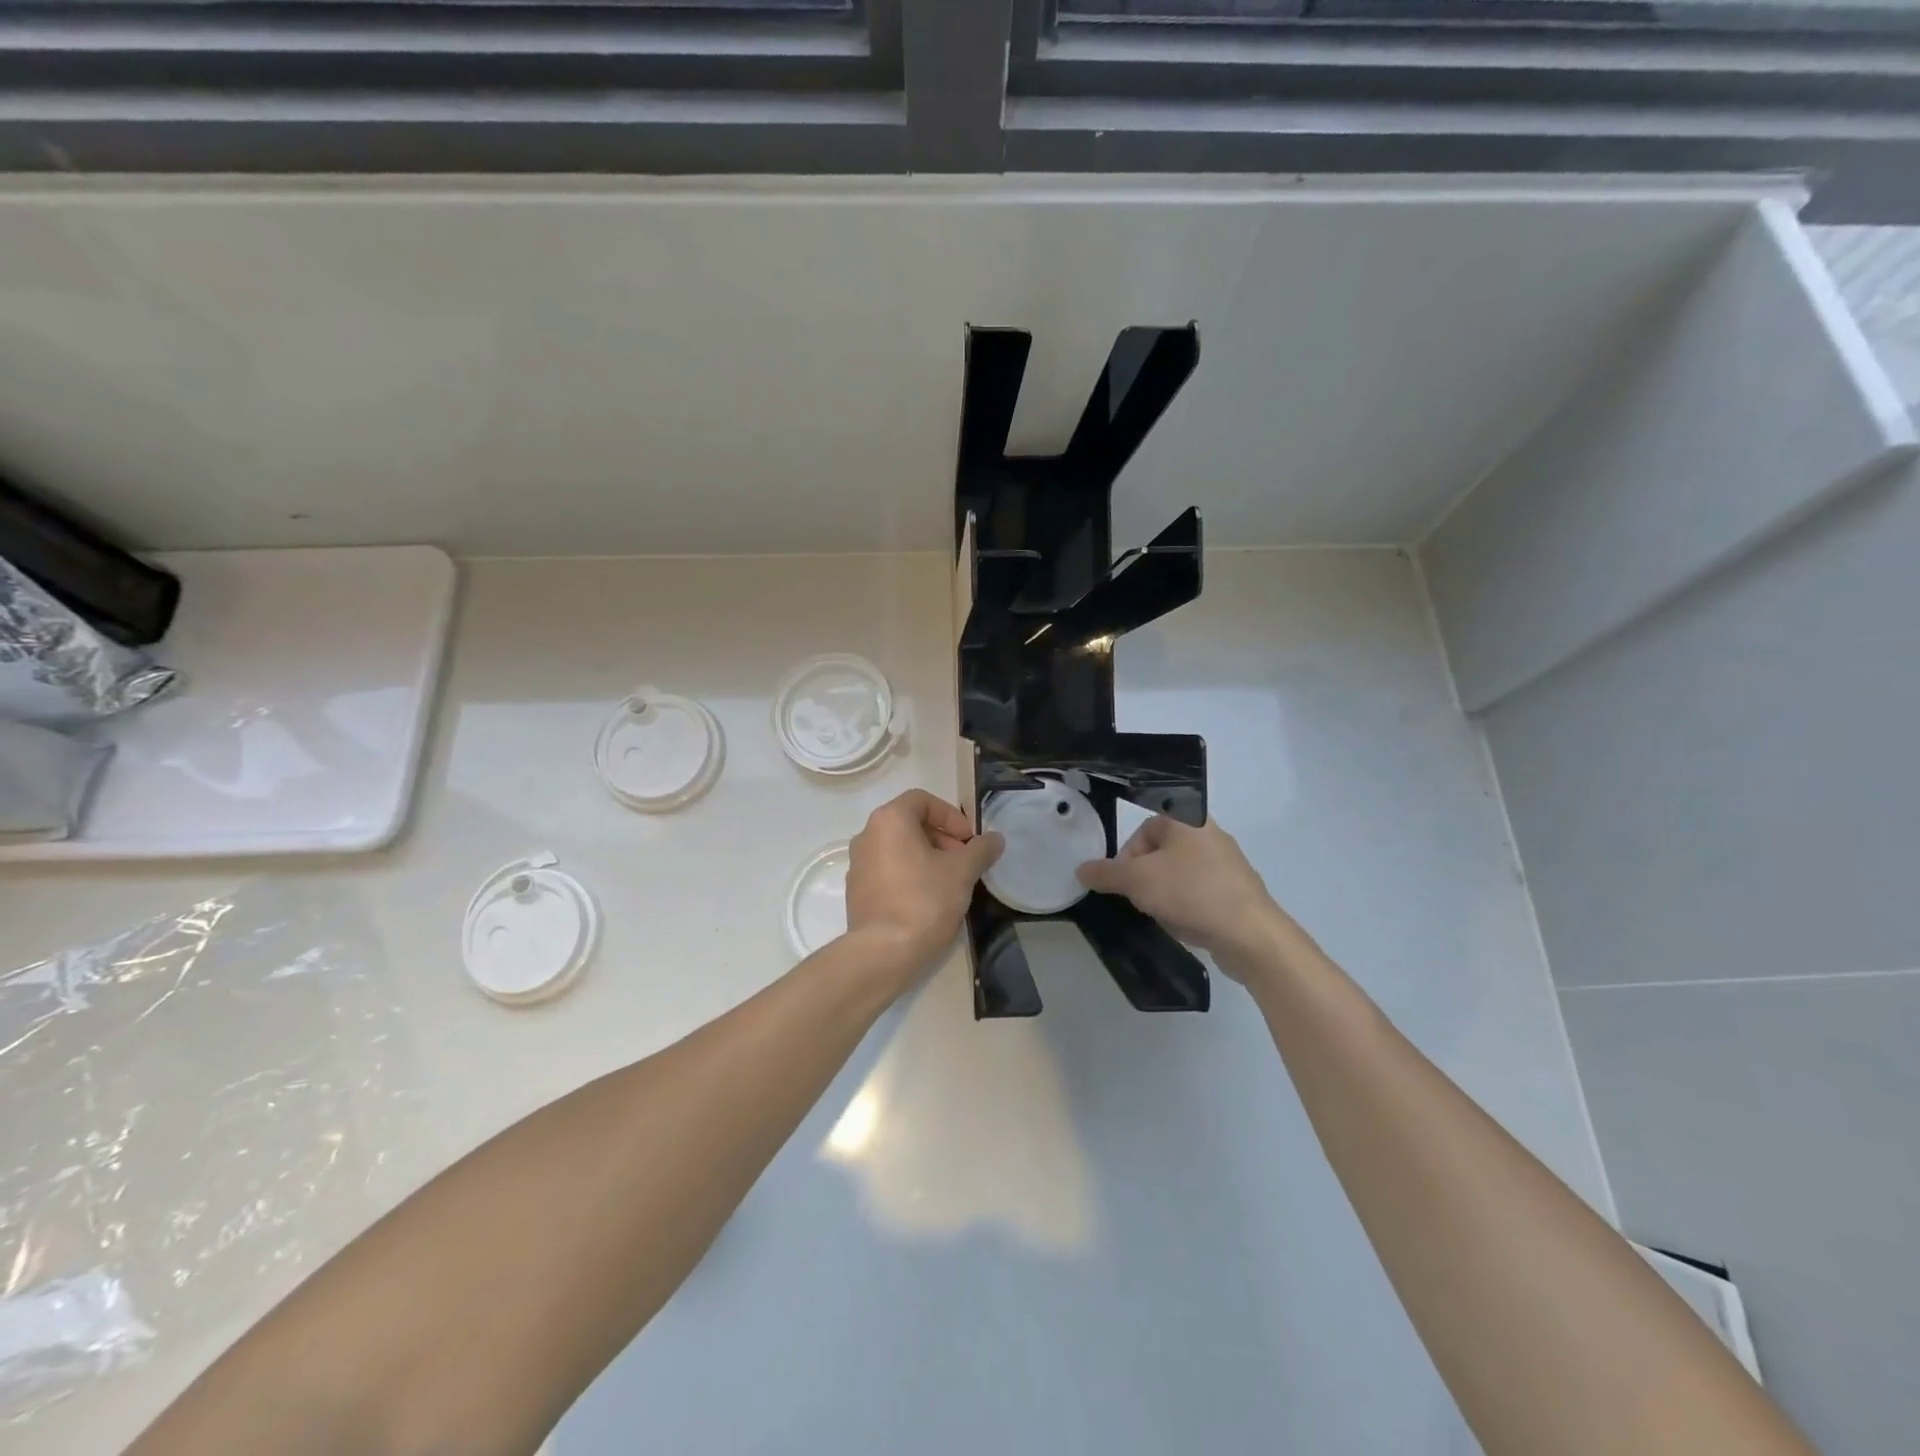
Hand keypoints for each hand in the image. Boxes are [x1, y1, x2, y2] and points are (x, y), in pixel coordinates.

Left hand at [845, 789, 1003, 986]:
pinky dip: (910, 875)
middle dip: (942, 838)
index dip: (951, 816)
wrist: (883, 953)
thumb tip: (995, 839)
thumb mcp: (962, 872)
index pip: (923, 800)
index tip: (969, 841)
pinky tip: (929, 900)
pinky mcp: (857, 891)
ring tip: (950, 882)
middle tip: (964, 862)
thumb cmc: (924, 901)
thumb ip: (981, 850)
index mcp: (889, 820)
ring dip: (928, 857)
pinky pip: (888, 871)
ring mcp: (858, 864)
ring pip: (899, 848)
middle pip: (910, 823)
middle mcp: (867, 835)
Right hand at [1075, 816, 1291, 973]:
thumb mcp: (1136, 881)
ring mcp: (1227, 863)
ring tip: (1163, 914)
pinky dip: (1186, 906)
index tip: (1123, 883)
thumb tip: (1081, 869)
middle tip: (1140, 899)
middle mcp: (1210, 833)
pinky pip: (1199, 892)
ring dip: (1164, 893)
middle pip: (1160, 853)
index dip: (1126, 857)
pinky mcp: (1237, 890)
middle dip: (1144, 878)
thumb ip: (1105, 873)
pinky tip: (1185, 923)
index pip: (1143, 830)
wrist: (1250, 934)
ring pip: (1179, 874)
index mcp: (1188, 819)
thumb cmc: (1190, 893)